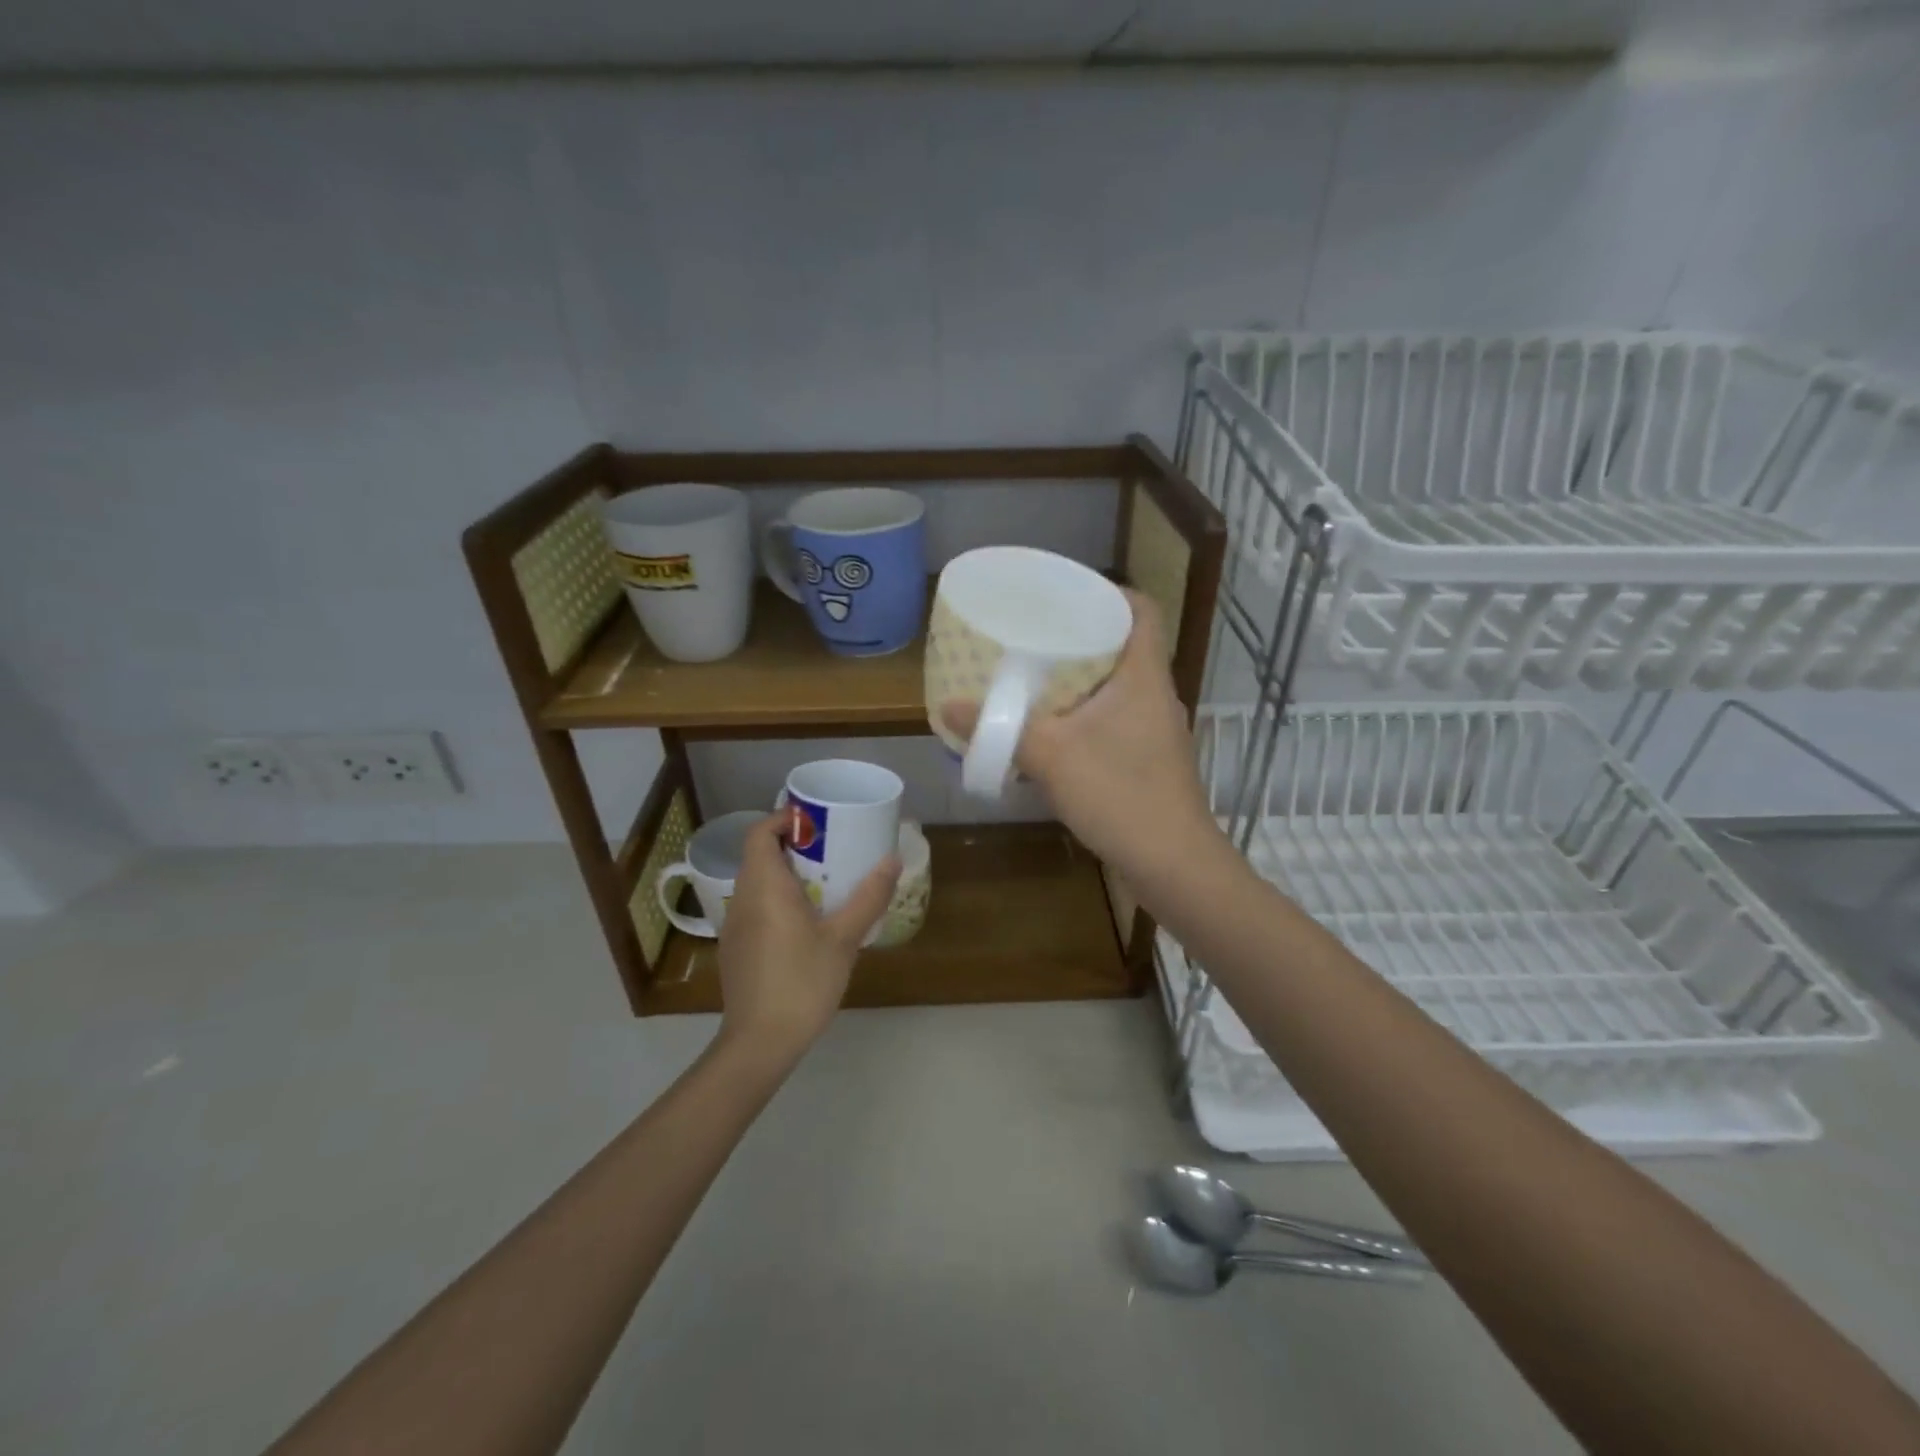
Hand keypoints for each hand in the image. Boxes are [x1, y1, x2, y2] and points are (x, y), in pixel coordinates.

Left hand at [715, 814, 900, 1059]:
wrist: (760, 1043)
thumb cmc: (802, 982)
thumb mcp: (844, 938)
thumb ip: (868, 897)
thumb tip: (892, 860)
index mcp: (764, 886)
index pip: (759, 833)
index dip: (783, 820)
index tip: (816, 823)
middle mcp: (742, 898)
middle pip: (759, 855)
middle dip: (792, 846)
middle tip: (831, 851)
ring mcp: (735, 926)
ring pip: (757, 883)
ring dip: (786, 874)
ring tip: (824, 884)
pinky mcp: (736, 949)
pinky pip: (755, 908)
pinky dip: (777, 900)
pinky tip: (805, 924)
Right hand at [943, 591, 1223, 883]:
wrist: (1173, 867)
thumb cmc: (1120, 795)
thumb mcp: (1052, 756)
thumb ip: (1001, 728)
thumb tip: (949, 705)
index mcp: (1144, 676)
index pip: (1142, 610)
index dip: (1110, 592)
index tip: (1067, 593)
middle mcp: (1155, 696)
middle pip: (1123, 647)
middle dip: (1080, 637)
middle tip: (1033, 634)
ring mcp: (1154, 732)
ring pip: (1116, 689)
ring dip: (1079, 682)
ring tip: (1033, 678)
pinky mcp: (1147, 762)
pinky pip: (1112, 723)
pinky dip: (1083, 718)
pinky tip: (1050, 734)